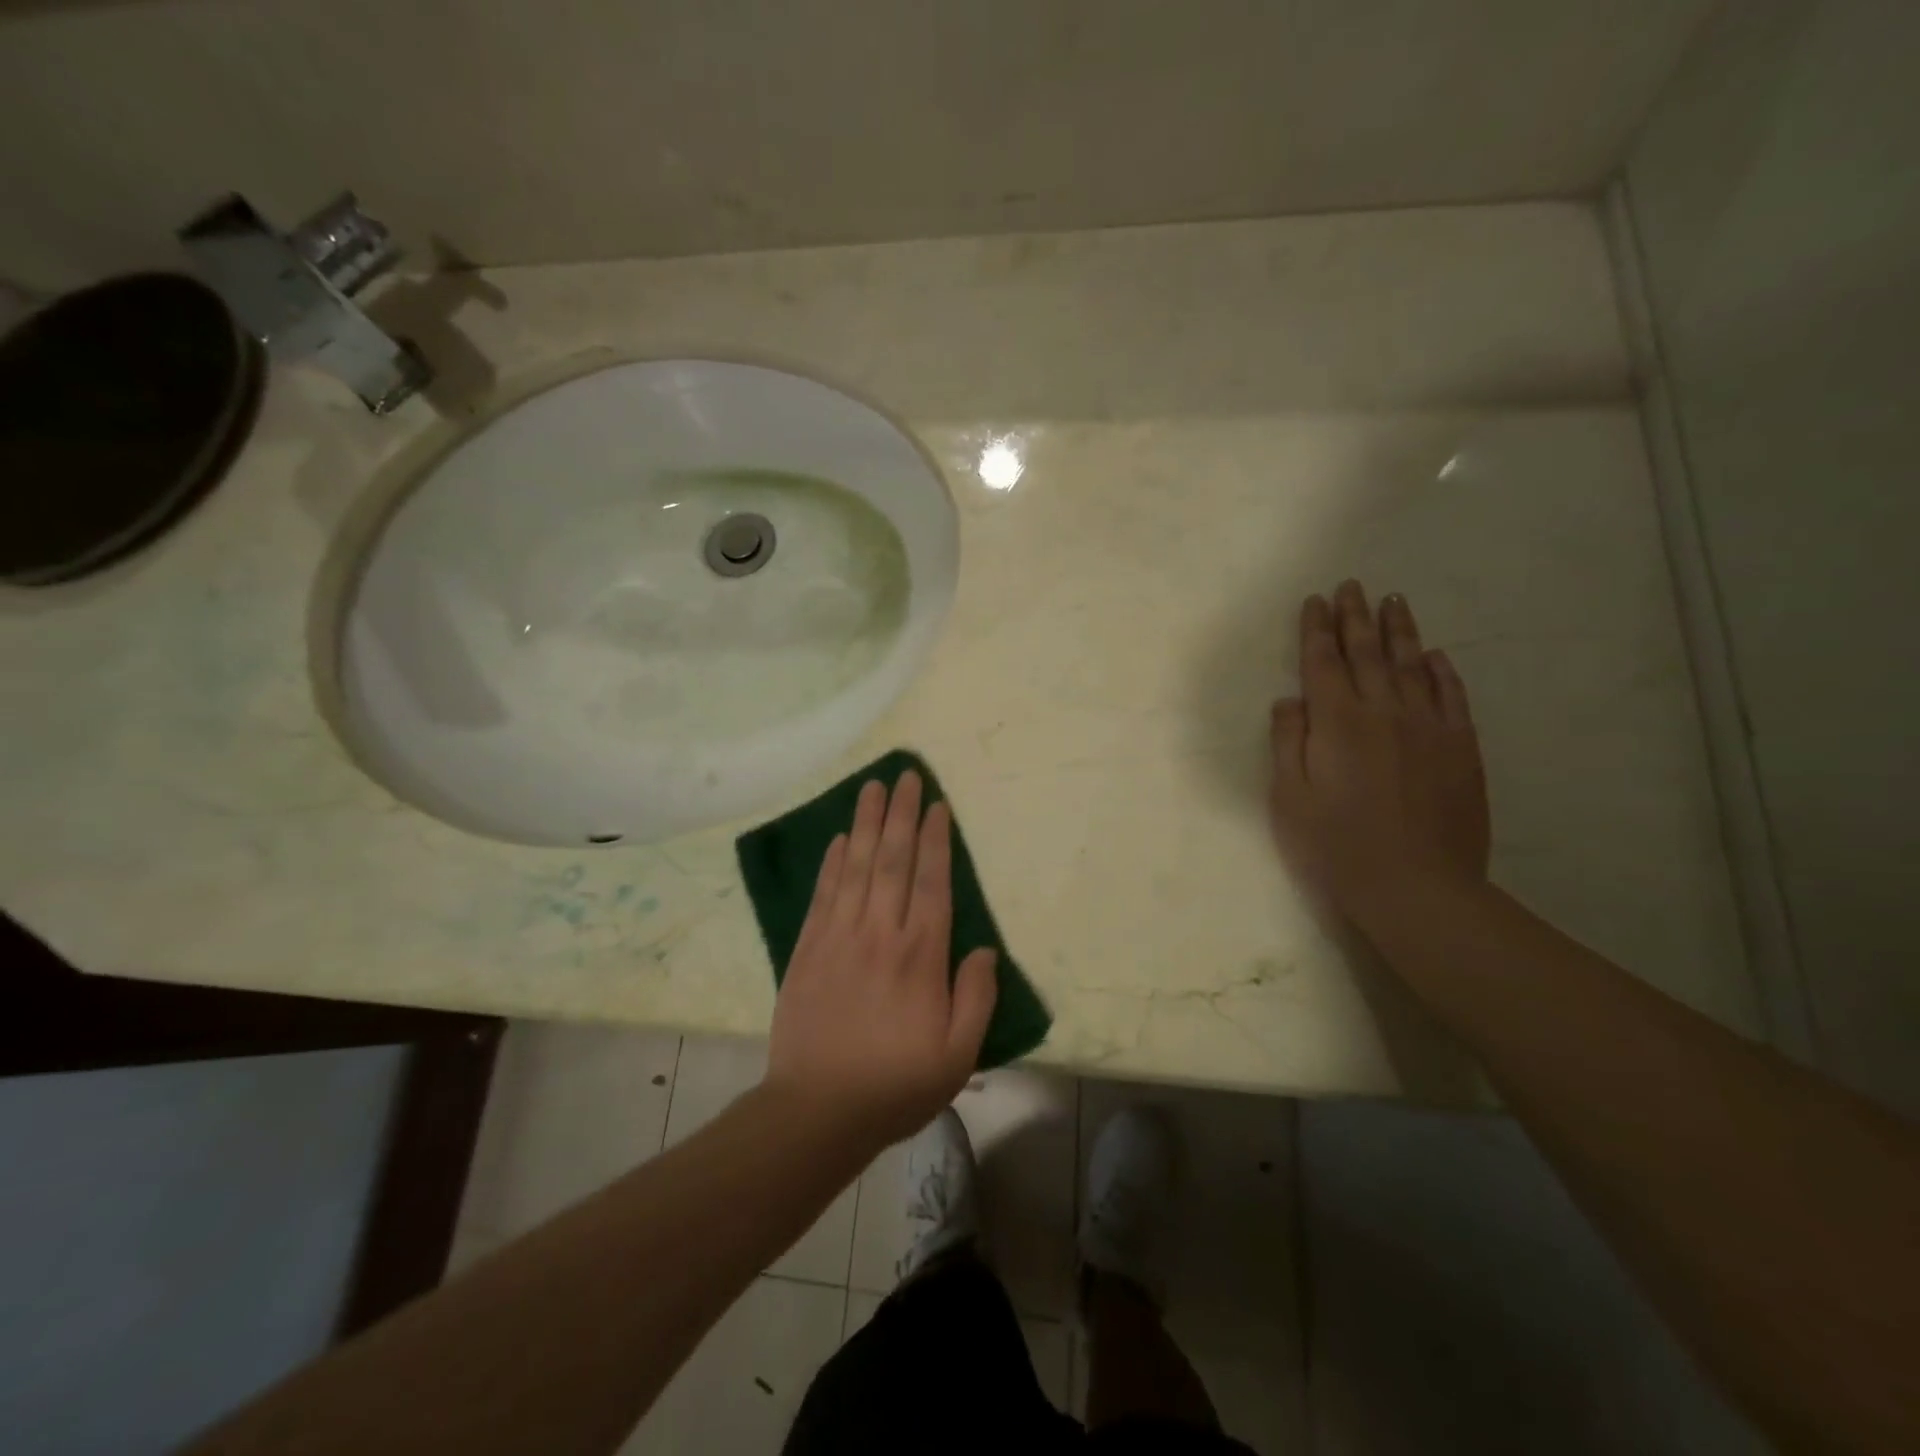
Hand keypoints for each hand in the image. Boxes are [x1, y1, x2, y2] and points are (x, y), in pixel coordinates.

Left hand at [764, 770, 998, 1147]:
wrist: (817, 1111)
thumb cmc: (895, 1084)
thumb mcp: (957, 1055)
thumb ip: (976, 997)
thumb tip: (984, 949)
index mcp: (920, 955)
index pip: (931, 882)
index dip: (935, 840)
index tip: (936, 805)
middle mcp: (880, 933)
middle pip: (892, 860)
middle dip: (901, 814)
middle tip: (905, 775)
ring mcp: (839, 936)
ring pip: (855, 866)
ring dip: (865, 823)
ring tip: (871, 787)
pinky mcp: (807, 949)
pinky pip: (822, 894)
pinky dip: (831, 863)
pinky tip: (837, 839)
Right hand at [1269, 581, 1489, 924]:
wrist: (1417, 886)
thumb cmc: (1337, 847)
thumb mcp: (1289, 799)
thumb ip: (1288, 743)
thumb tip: (1288, 700)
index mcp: (1337, 723)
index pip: (1322, 663)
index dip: (1317, 630)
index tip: (1316, 601)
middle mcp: (1383, 712)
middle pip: (1367, 654)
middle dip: (1356, 617)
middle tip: (1353, 585)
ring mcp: (1428, 728)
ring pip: (1412, 666)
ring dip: (1399, 631)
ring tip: (1393, 601)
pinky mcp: (1461, 749)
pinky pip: (1452, 697)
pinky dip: (1442, 671)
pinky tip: (1435, 655)